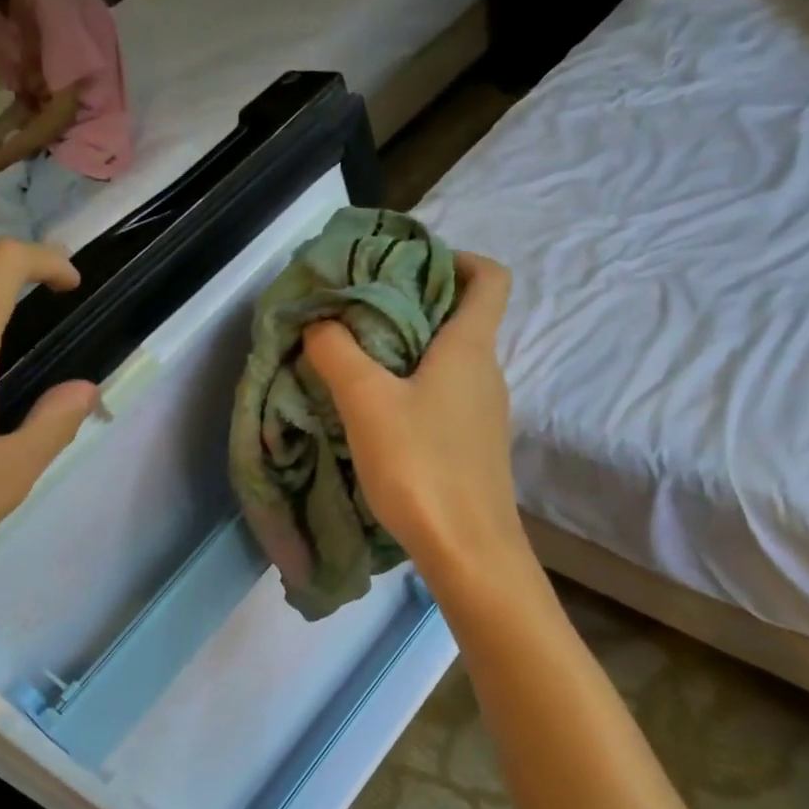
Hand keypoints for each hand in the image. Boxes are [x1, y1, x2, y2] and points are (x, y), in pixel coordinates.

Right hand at [303, 252, 528, 589]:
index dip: (457, 258)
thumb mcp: (367, 403)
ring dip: (407, 352)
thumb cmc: (421, 465)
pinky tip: (376, 414)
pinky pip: (443, 399)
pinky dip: (412, 391)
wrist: (467, 550)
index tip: (408, 264)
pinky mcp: (471, 448)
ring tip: (356, 362)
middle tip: (358, 312)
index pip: (488, 277)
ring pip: (448, 362)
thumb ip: (337, 354)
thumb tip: (319, 321)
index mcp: (470, 348)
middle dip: (412, 305)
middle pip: (460, 318)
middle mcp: (486, 374)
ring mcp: (482, 414)